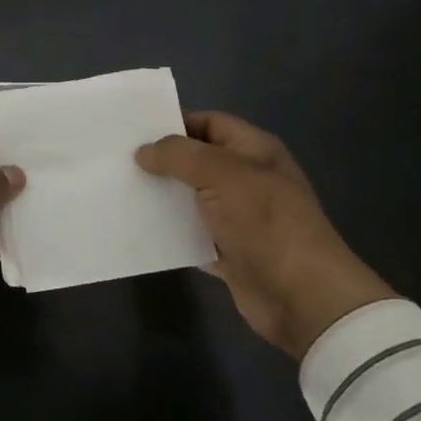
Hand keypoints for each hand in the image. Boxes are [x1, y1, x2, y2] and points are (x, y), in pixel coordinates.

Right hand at [136, 111, 395, 357]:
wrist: (301, 298)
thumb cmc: (265, 223)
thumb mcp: (222, 174)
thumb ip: (179, 155)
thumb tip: (143, 152)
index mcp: (255, 151)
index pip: (210, 123)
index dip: (175, 123)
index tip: (134, 130)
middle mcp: (247, 179)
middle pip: (197, 161)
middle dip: (162, 161)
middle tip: (118, 160)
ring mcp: (238, 217)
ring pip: (191, 198)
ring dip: (162, 197)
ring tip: (120, 191)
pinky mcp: (228, 251)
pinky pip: (191, 234)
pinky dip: (169, 232)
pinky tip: (138, 228)